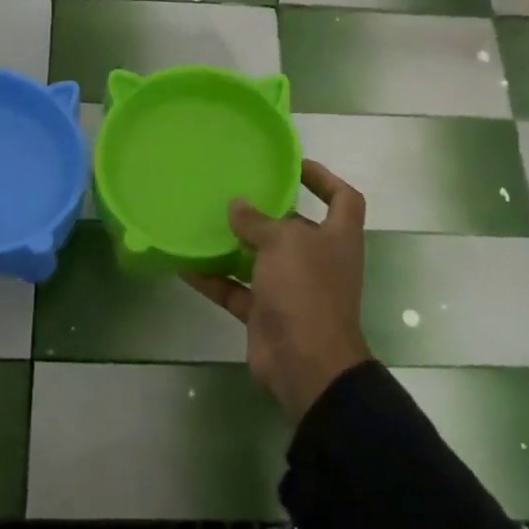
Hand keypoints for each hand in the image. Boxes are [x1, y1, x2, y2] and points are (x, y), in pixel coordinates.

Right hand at [183, 160, 372, 422]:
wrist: (306, 364)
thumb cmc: (306, 290)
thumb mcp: (283, 243)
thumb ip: (257, 221)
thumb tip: (238, 205)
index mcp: (337, 237)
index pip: (343, 198)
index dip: (323, 178)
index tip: (292, 165)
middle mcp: (318, 260)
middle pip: (295, 227)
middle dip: (268, 211)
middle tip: (234, 191)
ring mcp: (292, 289)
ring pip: (261, 259)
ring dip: (236, 244)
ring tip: (205, 221)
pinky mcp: (267, 313)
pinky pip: (237, 290)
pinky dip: (214, 279)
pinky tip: (186, 264)